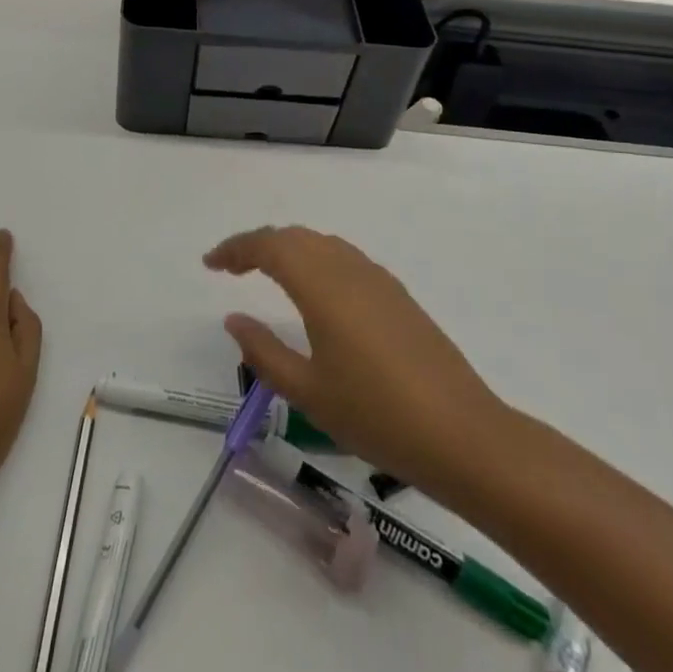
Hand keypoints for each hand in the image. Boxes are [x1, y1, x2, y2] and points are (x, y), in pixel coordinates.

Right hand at [205, 225, 507, 493]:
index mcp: (322, 285)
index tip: (210, 264)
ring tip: (266, 275)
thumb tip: (234, 319)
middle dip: (258, 245)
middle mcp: (349, 269)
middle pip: (294, 237)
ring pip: (322, 245)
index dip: (235, 249)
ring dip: (288, 250)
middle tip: (231, 269)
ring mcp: (378, 279)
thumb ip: (264, 352)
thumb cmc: (376, 415)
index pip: (269, 246)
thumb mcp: (308, 391)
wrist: (462, 434)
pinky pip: (344, 259)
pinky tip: (314, 293)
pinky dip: (316, 261)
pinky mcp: (397, 295)